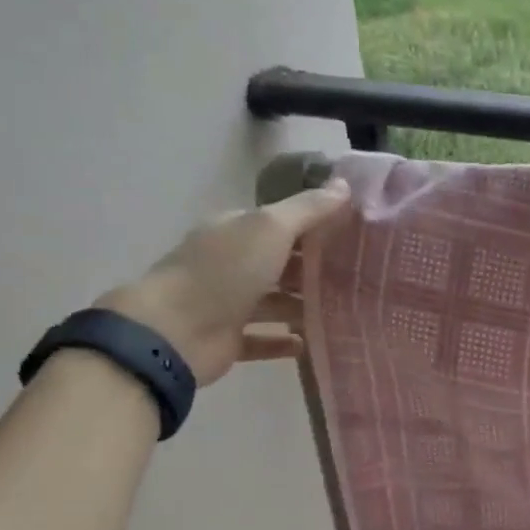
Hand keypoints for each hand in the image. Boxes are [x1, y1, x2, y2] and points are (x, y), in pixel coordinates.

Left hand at [100, 180, 350, 385]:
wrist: (175, 331)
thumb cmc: (224, 272)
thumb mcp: (271, 228)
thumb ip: (308, 209)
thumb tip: (345, 184)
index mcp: (234, 231)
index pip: (279, 224)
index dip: (313, 227)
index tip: (351, 237)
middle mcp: (229, 263)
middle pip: (277, 263)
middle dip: (312, 270)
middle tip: (355, 279)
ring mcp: (226, 303)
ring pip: (272, 302)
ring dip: (301, 307)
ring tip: (340, 313)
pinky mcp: (227, 339)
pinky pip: (261, 339)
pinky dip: (282, 342)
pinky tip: (307, 345)